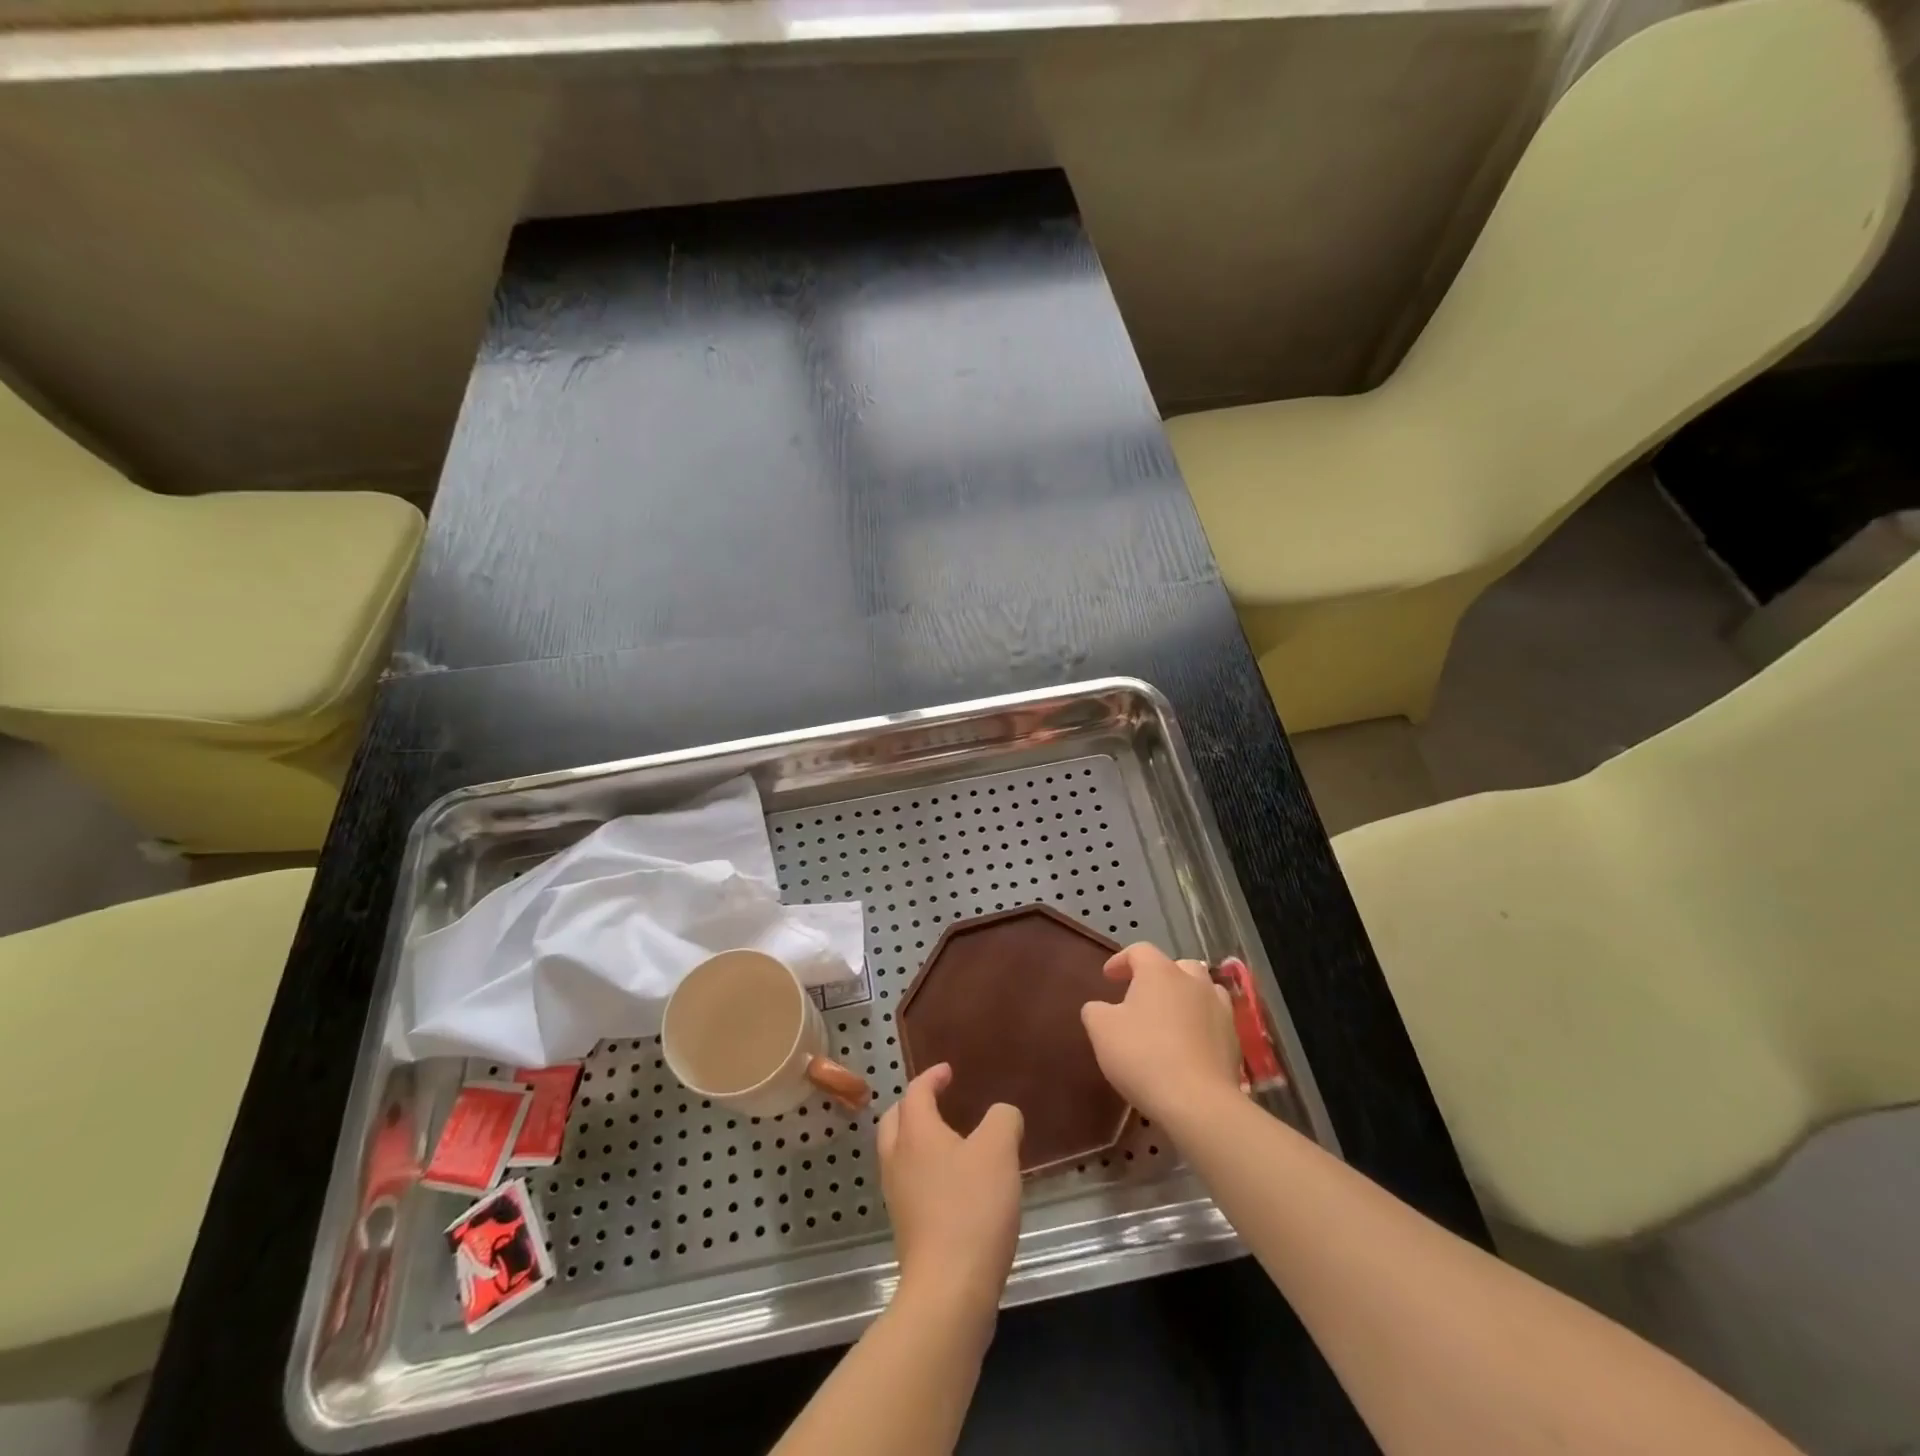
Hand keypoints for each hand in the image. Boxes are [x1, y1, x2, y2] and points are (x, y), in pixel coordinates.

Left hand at [877, 1064, 1023, 1330]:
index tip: (948, 1071)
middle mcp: (898, 1160)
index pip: (915, 1092)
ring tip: (948, 1142)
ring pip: (898, 1154)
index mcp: (915, 1133)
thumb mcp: (999, 1151)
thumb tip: (1002, 1115)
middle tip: (937, 1101)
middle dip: (913, 1106)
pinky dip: (924, 1171)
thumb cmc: (972, 1209)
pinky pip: (909, 1184)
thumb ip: (1003, 1120)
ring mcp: (897, 1197)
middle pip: (895, 1121)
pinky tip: (953, 1185)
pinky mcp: (906, 1229)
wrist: (949, 1291)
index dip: (931, 1077)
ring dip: (916, 1140)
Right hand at [1081, 942, 1241, 1124]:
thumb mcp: (1101, 1030)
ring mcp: (1220, 1010)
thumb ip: (1095, 1011)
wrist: (1198, 1102)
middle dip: (1159, 976)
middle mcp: (1194, 982)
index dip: (1121, 961)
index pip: (1139, 951)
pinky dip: (1201, 1026)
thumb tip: (1100, 1008)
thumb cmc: (1143, 1055)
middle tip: (1142, 996)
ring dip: (1186, 998)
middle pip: (1177, 966)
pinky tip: (1188, 1046)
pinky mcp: (1234, 1040)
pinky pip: (1214, 1022)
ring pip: (1202, 991)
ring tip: (1170, 1018)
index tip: (1108, 977)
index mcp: (1160, 972)